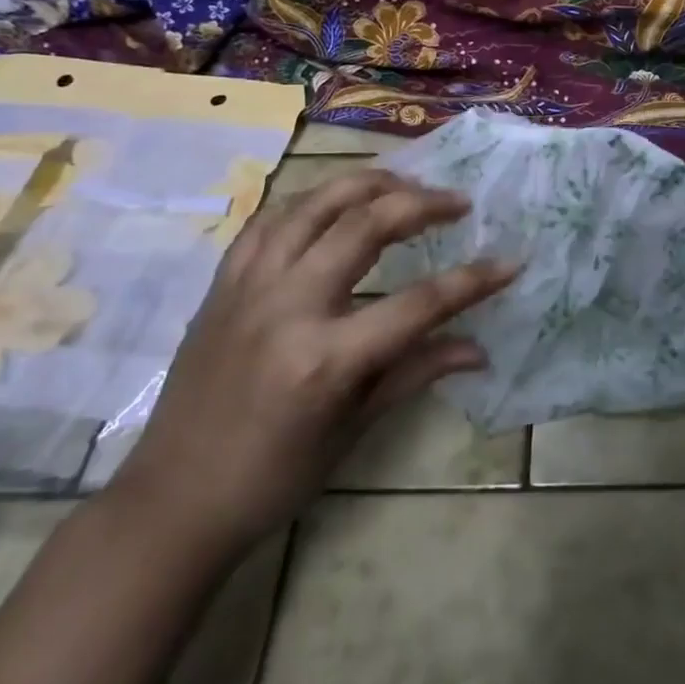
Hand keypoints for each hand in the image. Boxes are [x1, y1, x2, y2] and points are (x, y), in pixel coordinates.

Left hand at [109, 170, 517, 552]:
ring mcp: (249, 287)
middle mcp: (287, 307)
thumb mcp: (354, 428)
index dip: (474, 279)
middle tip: (457, 202)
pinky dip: (310, 200)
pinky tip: (334, 201)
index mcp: (326, 358)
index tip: (511, 261)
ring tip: (404, 183)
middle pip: (365, 225)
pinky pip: (270, 220)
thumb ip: (417, 372)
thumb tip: (478, 349)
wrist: (173, 500)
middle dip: (422, 204)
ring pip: (313, 204)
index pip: (420, 303)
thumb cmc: (275, 477)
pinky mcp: (223, 283)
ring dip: (366, 184)